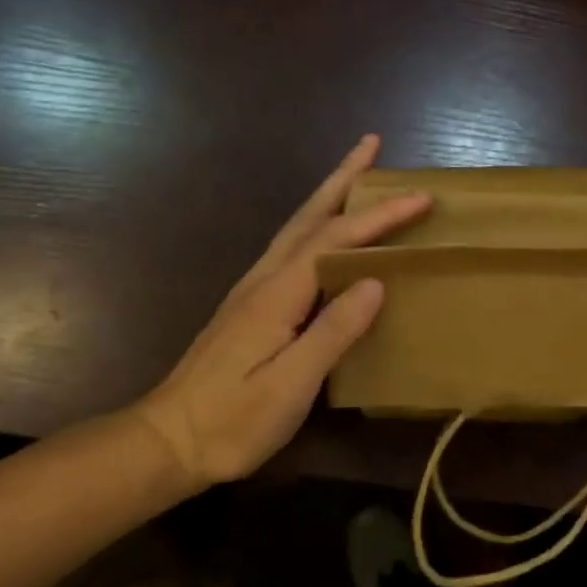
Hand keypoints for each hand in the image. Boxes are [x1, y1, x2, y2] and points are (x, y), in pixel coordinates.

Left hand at [135, 134, 429, 486]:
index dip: (380, 215)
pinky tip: (327, 233)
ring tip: (356, 173)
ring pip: (298, 227)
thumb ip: (333, 330)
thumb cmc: (233, 420)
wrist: (166, 442)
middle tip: (371, 144)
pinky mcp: (251, 305)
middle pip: (310, 215)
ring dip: (330, 195)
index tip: (420, 197)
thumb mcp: (291, 384)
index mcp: (278, 293)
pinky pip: (293, 247)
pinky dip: (318, 223)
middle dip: (343, 177)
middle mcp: (265, 279)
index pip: (337, 238)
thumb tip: (375, 282)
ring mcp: (254, 290)